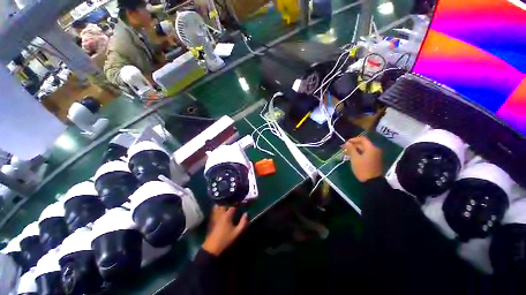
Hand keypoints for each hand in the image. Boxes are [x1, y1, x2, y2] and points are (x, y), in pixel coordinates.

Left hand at [202, 206, 247, 255]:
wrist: (212, 248)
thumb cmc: (226, 239)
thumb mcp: (237, 232)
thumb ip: (243, 222)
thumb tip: (246, 213)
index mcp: (227, 215)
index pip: (233, 206)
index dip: (237, 204)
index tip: (241, 203)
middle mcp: (220, 213)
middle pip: (224, 203)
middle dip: (229, 202)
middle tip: (234, 202)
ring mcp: (215, 216)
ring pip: (218, 206)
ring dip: (222, 204)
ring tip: (227, 204)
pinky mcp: (211, 220)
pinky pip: (214, 210)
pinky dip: (218, 208)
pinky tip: (221, 210)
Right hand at [342, 136, 382, 181]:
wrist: (372, 182)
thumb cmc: (362, 168)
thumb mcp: (355, 158)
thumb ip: (351, 149)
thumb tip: (347, 143)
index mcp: (371, 148)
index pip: (362, 139)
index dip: (353, 139)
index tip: (345, 143)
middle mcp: (374, 150)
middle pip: (363, 144)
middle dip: (353, 145)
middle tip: (343, 149)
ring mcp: (375, 155)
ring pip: (363, 149)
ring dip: (355, 150)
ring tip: (346, 153)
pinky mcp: (373, 160)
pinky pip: (365, 154)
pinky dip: (358, 154)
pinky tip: (352, 157)